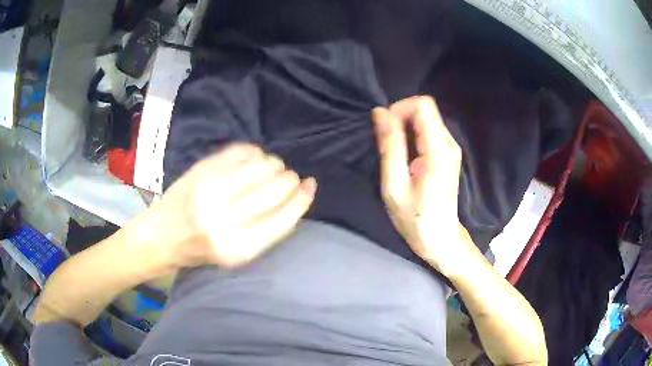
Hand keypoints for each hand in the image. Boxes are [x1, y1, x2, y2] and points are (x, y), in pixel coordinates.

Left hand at [137, 144, 316, 268]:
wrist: (161, 236)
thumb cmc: (201, 250)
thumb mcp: (237, 254)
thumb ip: (267, 230)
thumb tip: (296, 198)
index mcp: (238, 248)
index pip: (283, 219)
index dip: (302, 199)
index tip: (310, 186)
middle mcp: (224, 220)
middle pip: (275, 189)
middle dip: (289, 179)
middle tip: (288, 177)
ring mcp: (210, 191)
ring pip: (260, 166)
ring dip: (273, 163)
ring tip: (271, 167)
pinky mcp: (200, 171)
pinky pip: (240, 152)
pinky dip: (254, 152)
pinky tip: (253, 157)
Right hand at [373, 96, 468, 275]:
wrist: (440, 238)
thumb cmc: (415, 218)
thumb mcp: (394, 185)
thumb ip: (389, 145)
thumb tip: (380, 112)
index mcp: (438, 150)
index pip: (422, 105)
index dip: (399, 109)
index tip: (385, 130)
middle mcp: (449, 143)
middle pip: (424, 108)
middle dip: (400, 117)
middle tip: (387, 144)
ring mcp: (451, 147)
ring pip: (426, 117)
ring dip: (405, 127)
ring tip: (395, 153)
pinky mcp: (448, 152)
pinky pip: (428, 130)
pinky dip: (412, 135)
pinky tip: (405, 157)